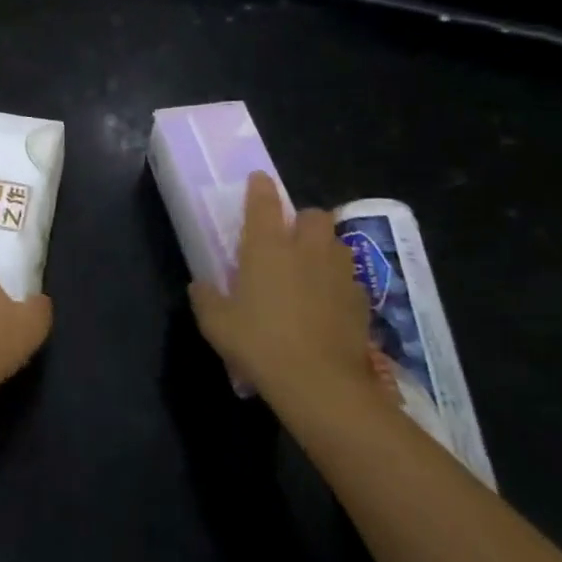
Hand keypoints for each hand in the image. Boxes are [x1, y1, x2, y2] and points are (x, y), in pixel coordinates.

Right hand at [189, 172, 375, 411]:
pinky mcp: (360, 299)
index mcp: (267, 248)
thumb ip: (206, 298)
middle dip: (303, 220)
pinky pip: (350, 278)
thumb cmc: (259, 343)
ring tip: (311, 266)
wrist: (319, 382)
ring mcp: (338, 273)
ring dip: (325, 247)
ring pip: (337, 243)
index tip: (259, 179)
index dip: (260, 188)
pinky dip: (339, 282)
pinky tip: (328, 301)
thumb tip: (200, 286)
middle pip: (313, 216)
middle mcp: (306, 250)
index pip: (264, 204)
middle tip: (289, 238)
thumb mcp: (216, 324)